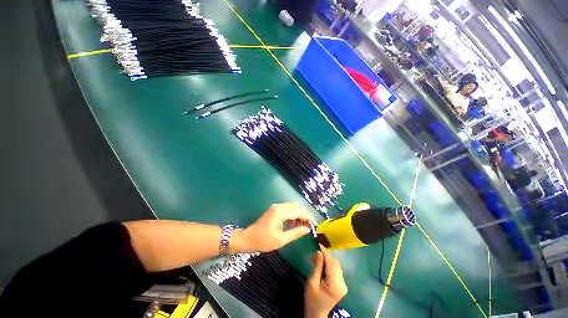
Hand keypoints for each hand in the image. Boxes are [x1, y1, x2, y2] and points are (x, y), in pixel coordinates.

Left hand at [231, 203, 314, 252]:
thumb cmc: (263, 241)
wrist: (248, 238)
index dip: (307, 217)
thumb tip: (307, 229)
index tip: (314, 224)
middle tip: (309, 226)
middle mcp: (279, 206)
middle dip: (304, 215)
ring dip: (299, 214)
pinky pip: (288, 209)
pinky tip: (296, 223)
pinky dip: (293, 215)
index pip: (298, 211)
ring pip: (292, 207)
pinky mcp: (275, 210)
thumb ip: (295, 233)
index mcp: (280, 212)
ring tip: (304, 226)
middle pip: (296, 207)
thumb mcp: (281, 240)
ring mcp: (276, 207)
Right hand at [305, 246, 347, 317]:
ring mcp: (343, 284)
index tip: (318, 244)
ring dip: (327, 260)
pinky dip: (329, 265)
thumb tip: (319, 252)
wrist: (317, 314)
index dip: (325, 252)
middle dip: (325, 255)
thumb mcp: (312, 282)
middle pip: (335, 263)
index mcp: (335, 284)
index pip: (331, 263)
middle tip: (314, 253)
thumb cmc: (312, 299)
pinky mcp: (341, 284)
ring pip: (336, 265)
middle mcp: (342, 283)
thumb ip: (317, 266)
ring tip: (316, 258)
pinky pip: (336, 270)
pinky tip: (321, 264)